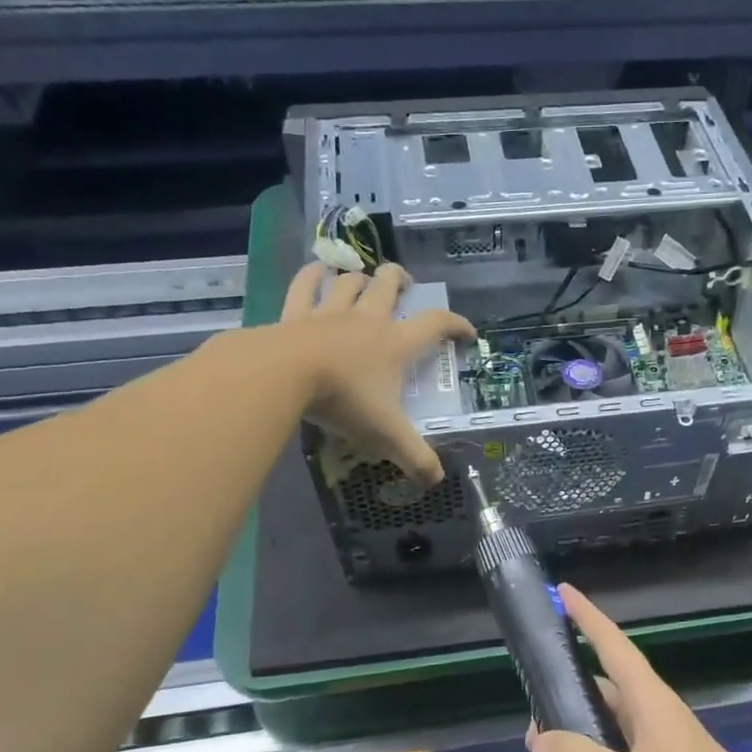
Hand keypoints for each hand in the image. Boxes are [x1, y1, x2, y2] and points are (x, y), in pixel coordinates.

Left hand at [280, 262, 474, 487]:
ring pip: (350, 283)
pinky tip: (317, 270)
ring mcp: (330, 313)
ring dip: (359, 278)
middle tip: (405, 283)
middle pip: (388, 285)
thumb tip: (438, 481)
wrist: (284, 376)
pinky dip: (312, 275)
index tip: (467, 332)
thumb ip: (415, 458)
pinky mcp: (295, 314)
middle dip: (400, 279)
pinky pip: (305, 285)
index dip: (456, 324)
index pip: (435, 324)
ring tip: (363, 280)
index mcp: (396, 344)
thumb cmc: (345, 401)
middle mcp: (367, 320)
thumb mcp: (387, 435)